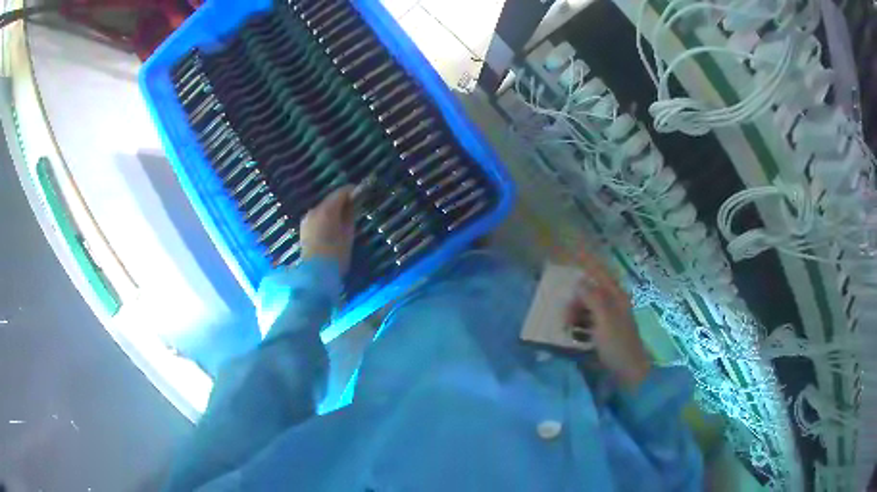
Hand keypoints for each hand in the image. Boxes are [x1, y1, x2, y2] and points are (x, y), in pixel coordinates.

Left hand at [300, 185, 355, 273]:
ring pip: (323, 209)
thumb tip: (353, 202)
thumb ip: (350, 214)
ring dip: (334, 211)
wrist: (316, 275)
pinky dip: (326, 218)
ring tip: (344, 221)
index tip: (362, 193)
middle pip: (330, 200)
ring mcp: (307, 219)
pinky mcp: (304, 229)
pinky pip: (318, 218)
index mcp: (326, 210)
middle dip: (342, 202)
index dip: (352, 191)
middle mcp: (314, 211)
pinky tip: (332, 229)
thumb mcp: (348, 234)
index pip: (340, 192)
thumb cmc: (336, 255)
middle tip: (355, 209)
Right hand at [565, 251, 650, 389]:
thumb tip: (580, 281)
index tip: (572, 249)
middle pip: (589, 291)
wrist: (628, 372)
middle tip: (564, 317)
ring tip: (567, 329)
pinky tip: (573, 335)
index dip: (586, 260)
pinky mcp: (604, 331)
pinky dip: (578, 325)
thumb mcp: (605, 320)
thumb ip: (593, 298)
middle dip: (574, 300)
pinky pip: (586, 321)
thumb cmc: (618, 345)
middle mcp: (613, 303)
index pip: (599, 272)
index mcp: (616, 296)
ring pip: (585, 306)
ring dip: (574, 314)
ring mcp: (609, 318)